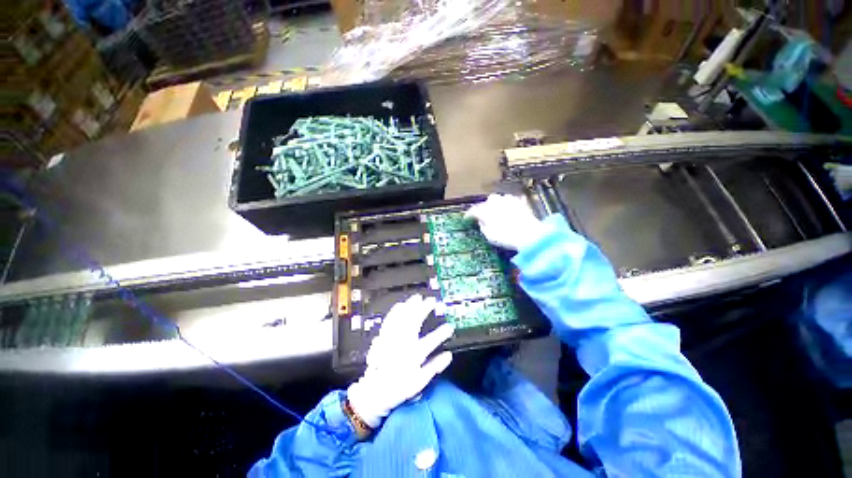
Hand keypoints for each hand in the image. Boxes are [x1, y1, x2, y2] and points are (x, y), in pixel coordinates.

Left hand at [347, 295, 453, 427]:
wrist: (375, 391)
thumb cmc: (399, 387)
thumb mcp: (419, 381)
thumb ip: (434, 367)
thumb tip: (448, 355)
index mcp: (413, 356)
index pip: (430, 342)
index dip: (441, 333)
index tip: (450, 327)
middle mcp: (402, 345)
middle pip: (414, 323)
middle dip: (424, 309)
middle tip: (431, 300)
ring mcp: (391, 339)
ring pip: (401, 319)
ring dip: (410, 307)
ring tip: (417, 298)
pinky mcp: (383, 337)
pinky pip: (389, 321)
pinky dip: (395, 312)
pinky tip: (400, 305)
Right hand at [465, 194, 547, 250]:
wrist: (529, 234)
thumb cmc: (505, 237)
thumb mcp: (489, 235)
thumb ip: (483, 226)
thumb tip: (481, 221)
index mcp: (486, 210)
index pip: (474, 210)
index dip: (469, 214)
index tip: (467, 217)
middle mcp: (496, 202)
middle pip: (487, 201)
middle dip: (485, 206)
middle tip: (485, 215)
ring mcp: (509, 200)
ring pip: (499, 198)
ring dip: (497, 204)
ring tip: (498, 211)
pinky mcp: (520, 202)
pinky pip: (512, 200)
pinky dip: (509, 204)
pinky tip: (510, 209)